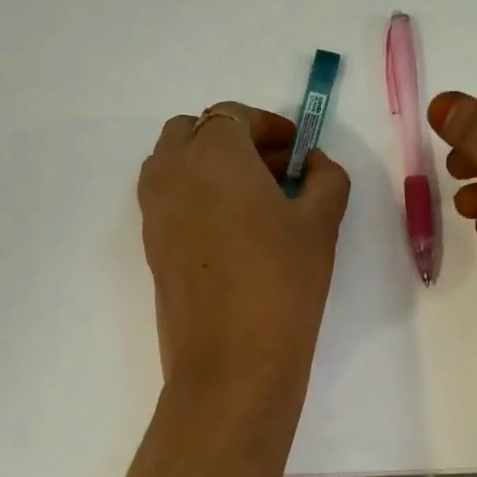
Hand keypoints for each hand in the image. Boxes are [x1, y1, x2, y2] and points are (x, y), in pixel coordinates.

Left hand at [139, 102, 350, 400]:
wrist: (232, 360)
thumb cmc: (282, 281)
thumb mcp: (320, 223)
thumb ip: (326, 179)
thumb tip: (315, 164)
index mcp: (212, 152)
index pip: (234, 115)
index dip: (270, 127)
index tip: (298, 153)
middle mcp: (171, 170)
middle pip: (195, 132)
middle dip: (234, 141)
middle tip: (276, 173)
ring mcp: (153, 209)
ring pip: (176, 164)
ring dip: (210, 167)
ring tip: (255, 204)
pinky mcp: (150, 245)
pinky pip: (170, 200)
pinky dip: (197, 197)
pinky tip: (234, 234)